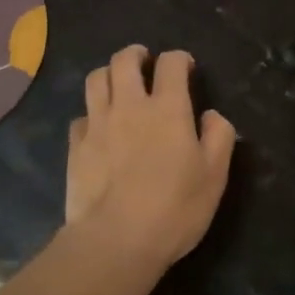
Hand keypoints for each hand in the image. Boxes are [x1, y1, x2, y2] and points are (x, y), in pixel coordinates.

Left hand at [66, 45, 235, 272]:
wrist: (116, 240)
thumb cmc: (174, 208)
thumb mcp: (214, 176)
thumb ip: (219, 137)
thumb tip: (211, 115)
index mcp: (168, 109)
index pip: (171, 64)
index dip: (179, 59)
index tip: (185, 67)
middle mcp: (129, 106)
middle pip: (124, 60)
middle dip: (136, 54)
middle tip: (145, 62)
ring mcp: (97, 124)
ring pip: (95, 79)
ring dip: (109, 74)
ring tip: (118, 84)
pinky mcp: (75, 146)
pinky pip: (81, 116)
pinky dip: (92, 114)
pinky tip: (99, 128)